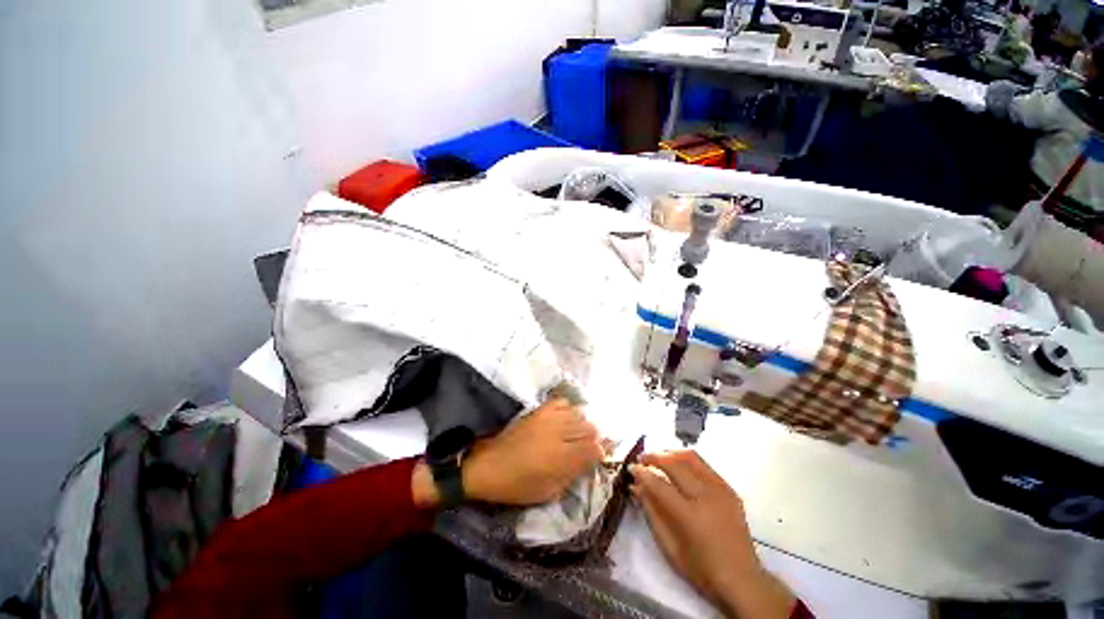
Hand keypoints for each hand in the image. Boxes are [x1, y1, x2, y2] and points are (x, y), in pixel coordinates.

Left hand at [462, 399, 604, 505]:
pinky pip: (562, 402)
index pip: (594, 448)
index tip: (598, 457)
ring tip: (575, 433)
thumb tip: (589, 462)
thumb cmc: (518, 486)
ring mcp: (548, 418)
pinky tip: (564, 419)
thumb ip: (572, 475)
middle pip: (589, 427)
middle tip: (586, 446)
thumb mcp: (549, 492)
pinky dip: (568, 409)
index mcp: (562, 458)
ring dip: (581, 424)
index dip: (600, 452)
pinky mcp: (539, 410)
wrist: (489, 466)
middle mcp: (559, 433)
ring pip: (578, 413)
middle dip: (593, 438)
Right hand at [631, 451, 794, 618]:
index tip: (631, 468)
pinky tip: (678, 466)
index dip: (642, 473)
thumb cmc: (701, 569)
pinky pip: (704, 465)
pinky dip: (686, 460)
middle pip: (675, 464)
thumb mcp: (669, 546)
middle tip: (641, 458)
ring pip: (691, 457)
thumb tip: (636, 486)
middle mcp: (707, 497)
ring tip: (658, 457)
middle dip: (654, 457)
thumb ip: (651, 512)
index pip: (660, 485)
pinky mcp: (729, 490)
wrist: (743, 579)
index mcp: (691, 516)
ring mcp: (721, 490)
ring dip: (670, 453)